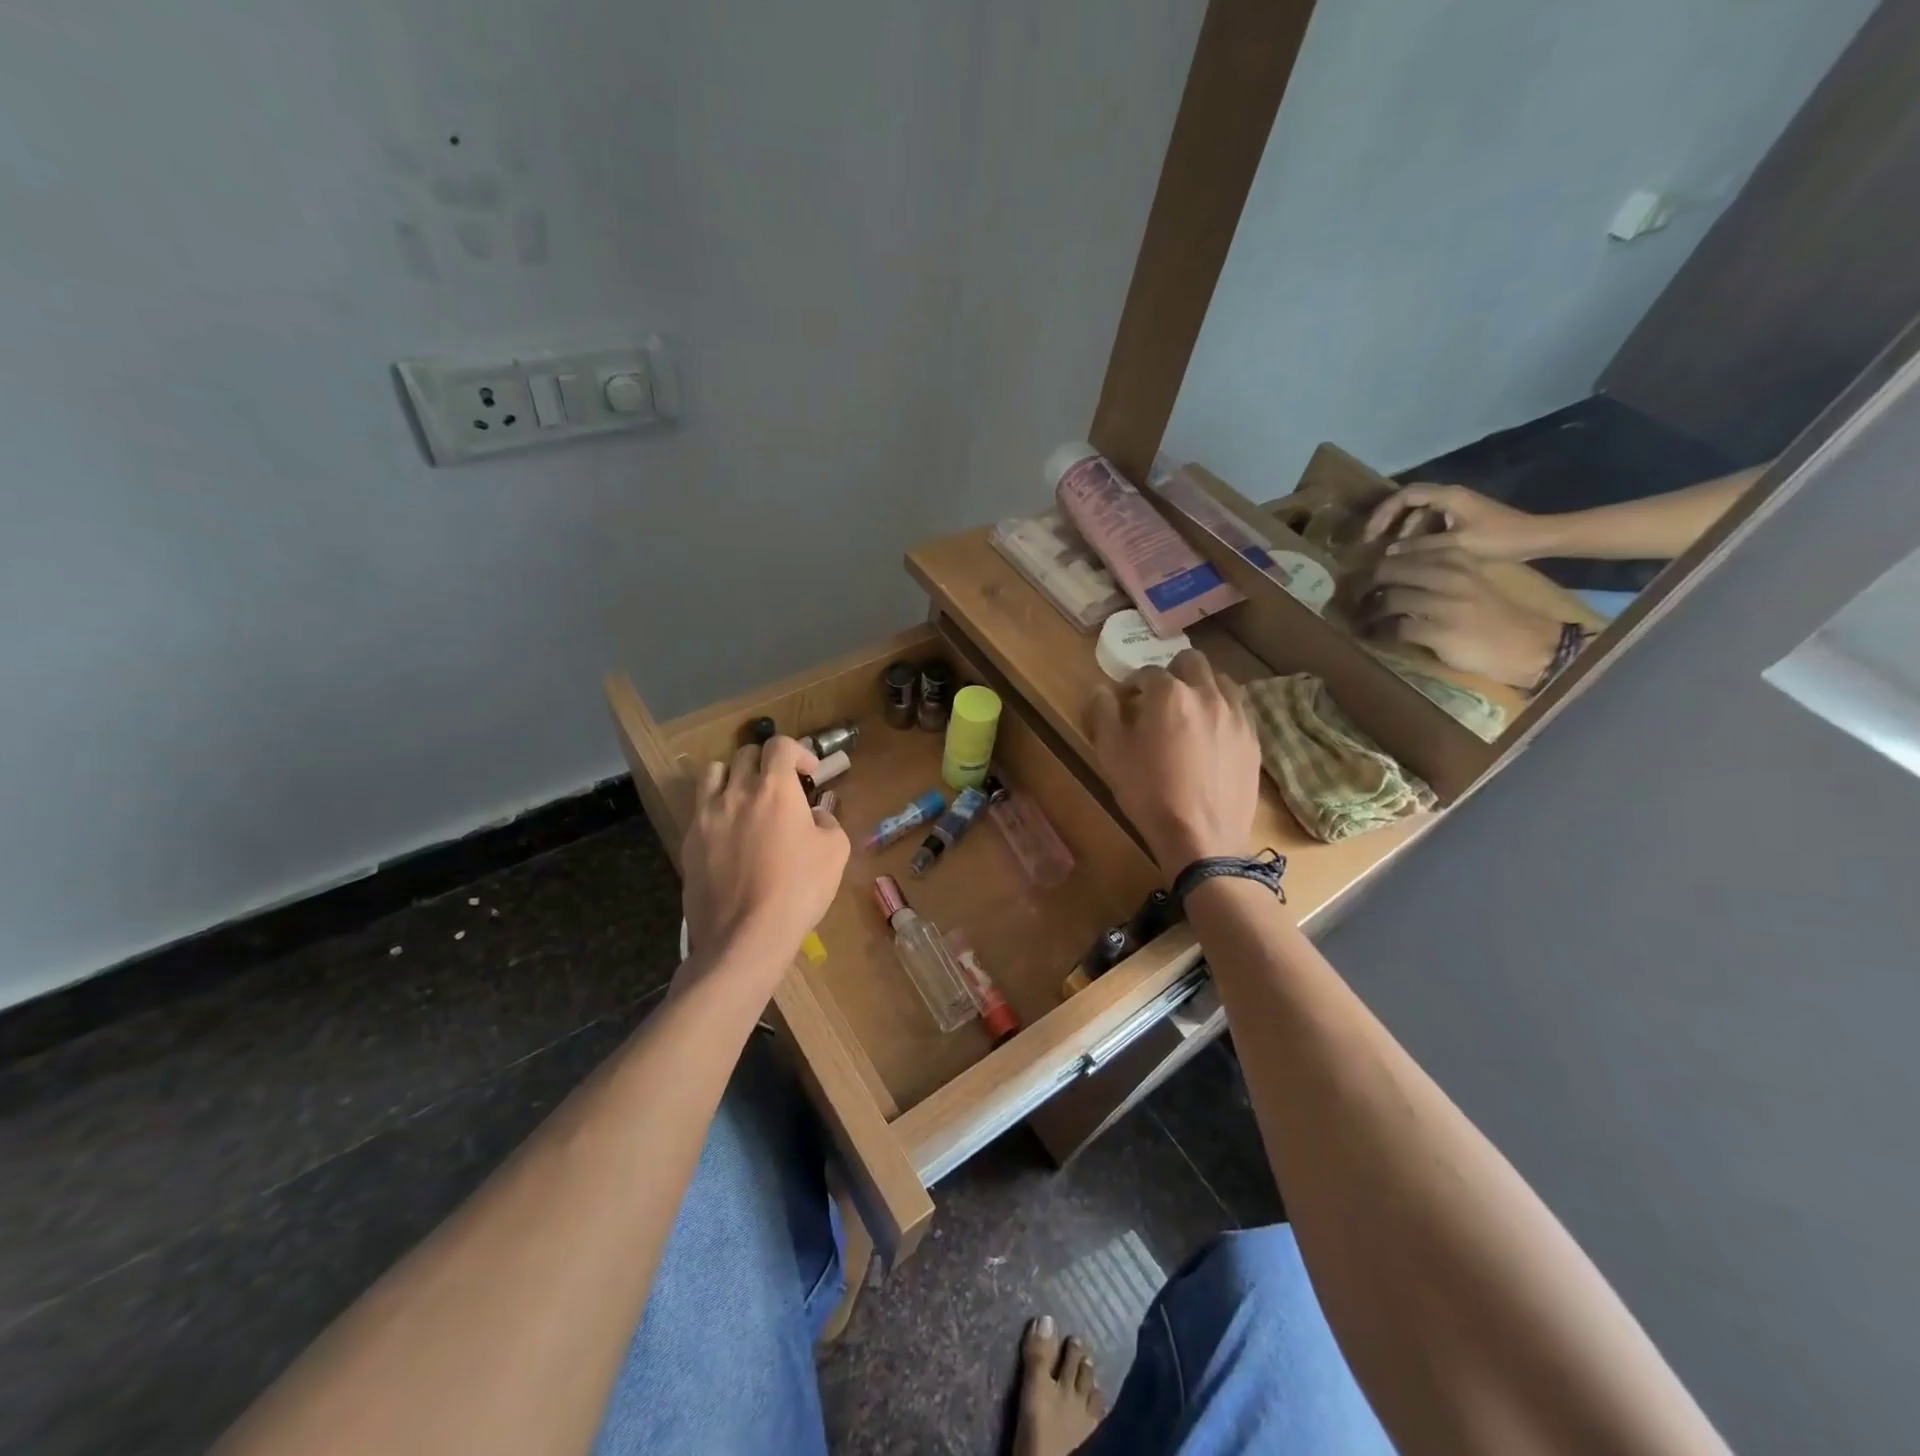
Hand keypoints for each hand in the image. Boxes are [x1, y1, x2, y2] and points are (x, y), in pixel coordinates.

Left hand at [680, 737, 848, 976]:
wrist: (746, 935)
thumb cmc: (799, 889)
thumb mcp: (835, 852)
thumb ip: (828, 822)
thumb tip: (815, 815)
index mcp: (774, 789)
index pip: (780, 745)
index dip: (798, 752)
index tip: (809, 773)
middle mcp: (736, 792)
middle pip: (745, 754)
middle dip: (767, 763)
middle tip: (781, 787)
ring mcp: (706, 816)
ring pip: (713, 773)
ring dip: (732, 777)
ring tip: (745, 798)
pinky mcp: (689, 842)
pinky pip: (700, 809)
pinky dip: (716, 810)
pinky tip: (729, 835)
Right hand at [1085, 651, 1261, 875]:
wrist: (1201, 837)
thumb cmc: (1149, 793)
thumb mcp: (1111, 754)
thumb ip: (1103, 713)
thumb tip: (1102, 691)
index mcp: (1170, 694)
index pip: (1147, 672)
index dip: (1132, 684)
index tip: (1125, 700)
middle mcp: (1207, 694)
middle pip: (1192, 662)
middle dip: (1172, 673)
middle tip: (1159, 698)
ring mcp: (1236, 716)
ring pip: (1222, 681)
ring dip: (1202, 687)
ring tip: (1190, 712)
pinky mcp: (1253, 739)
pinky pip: (1239, 709)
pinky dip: (1223, 711)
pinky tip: (1212, 735)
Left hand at [1360, 551, 1562, 689]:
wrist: (1526, 644)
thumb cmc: (1490, 613)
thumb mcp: (1467, 580)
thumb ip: (1434, 571)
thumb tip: (1388, 568)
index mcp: (1457, 558)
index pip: (1402, 552)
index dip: (1376, 565)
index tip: (1362, 577)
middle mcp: (1450, 575)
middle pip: (1389, 571)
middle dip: (1365, 585)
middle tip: (1355, 598)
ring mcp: (1445, 603)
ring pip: (1390, 599)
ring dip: (1370, 612)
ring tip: (1363, 620)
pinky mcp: (1440, 631)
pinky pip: (1396, 628)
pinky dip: (1382, 632)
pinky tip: (1378, 636)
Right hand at [1363, 482, 1545, 561]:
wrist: (1537, 538)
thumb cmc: (1500, 539)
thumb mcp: (1456, 545)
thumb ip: (1421, 547)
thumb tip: (1388, 551)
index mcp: (1449, 496)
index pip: (1406, 495)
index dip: (1383, 512)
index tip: (1370, 534)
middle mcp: (1450, 496)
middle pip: (1409, 501)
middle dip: (1388, 520)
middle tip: (1372, 542)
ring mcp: (1457, 506)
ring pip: (1419, 513)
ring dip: (1402, 531)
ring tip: (1391, 552)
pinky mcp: (1462, 517)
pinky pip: (1430, 522)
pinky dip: (1416, 535)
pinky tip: (1412, 553)